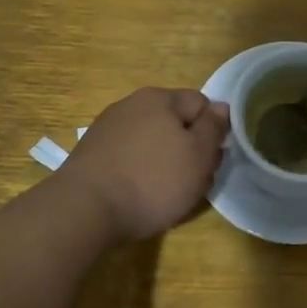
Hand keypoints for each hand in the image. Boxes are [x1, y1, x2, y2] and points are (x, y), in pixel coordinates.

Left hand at [57, 88, 229, 241]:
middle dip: (188, 149)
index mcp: (160, 98)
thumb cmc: (152, 181)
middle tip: (193, 182)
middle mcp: (131, 105)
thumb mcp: (198, 155)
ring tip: (166, 194)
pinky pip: (129, 157)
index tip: (211, 161)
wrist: (85, 209)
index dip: (213, 131)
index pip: (201, 103)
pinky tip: (138, 195)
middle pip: (174, 123)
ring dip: (164, 163)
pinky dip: (139, 172)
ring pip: (151, 142)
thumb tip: (221, 107)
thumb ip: (213, 128)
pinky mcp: (92, 153)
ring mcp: (108, 128)